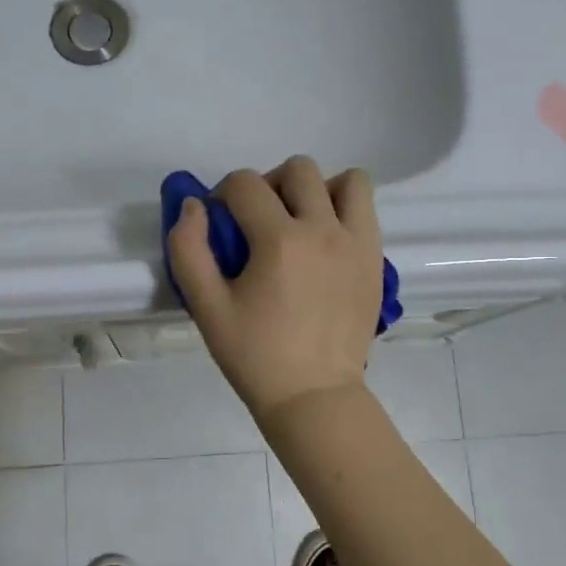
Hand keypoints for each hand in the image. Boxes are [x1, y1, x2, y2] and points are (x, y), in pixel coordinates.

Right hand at [168, 157, 383, 420]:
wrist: (313, 396)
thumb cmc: (255, 355)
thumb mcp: (206, 307)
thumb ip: (189, 249)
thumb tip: (193, 205)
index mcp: (279, 241)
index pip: (245, 183)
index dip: (223, 196)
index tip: (221, 226)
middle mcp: (324, 230)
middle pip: (297, 170)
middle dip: (269, 186)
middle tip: (259, 225)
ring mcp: (357, 243)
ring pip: (346, 180)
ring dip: (317, 191)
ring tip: (301, 225)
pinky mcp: (376, 259)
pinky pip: (366, 208)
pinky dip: (344, 211)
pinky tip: (324, 245)